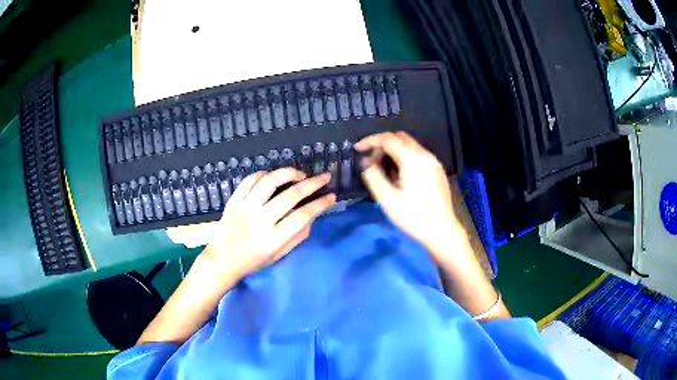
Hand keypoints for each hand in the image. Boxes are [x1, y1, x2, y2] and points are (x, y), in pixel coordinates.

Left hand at [202, 168, 335, 279]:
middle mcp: (260, 220)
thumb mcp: (279, 255)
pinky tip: (273, 176)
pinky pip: (250, 180)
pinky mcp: (234, 200)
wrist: (222, 260)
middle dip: (312, 183)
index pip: (303, 216)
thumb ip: (298, 236)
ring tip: (299, 174)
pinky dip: (264, 174)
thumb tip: (312, 215)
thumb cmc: (253, 261)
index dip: (321, 204)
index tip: (331, 196)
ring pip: (269, 181)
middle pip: (291, 195)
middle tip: (324, 176)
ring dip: (288, 173)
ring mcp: (245, 208)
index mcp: (274, 238)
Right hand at [356, 131, 460, 250]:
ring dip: (394, 151)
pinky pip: (418, 155)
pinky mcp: (437, 171)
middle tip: (371, 161)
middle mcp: (425, 155)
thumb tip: (367, 163)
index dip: (370, 141)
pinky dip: (404, 157)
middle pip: (400, 138)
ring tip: (383, 169)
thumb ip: (373, 176)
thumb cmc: (413, 216)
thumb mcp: (387, 199)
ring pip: (410, 146)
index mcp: (413, 159)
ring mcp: (434, 162)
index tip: (357, 149)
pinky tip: (399, 176)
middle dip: (382, 144)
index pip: (388, 139)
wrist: (442, 231)